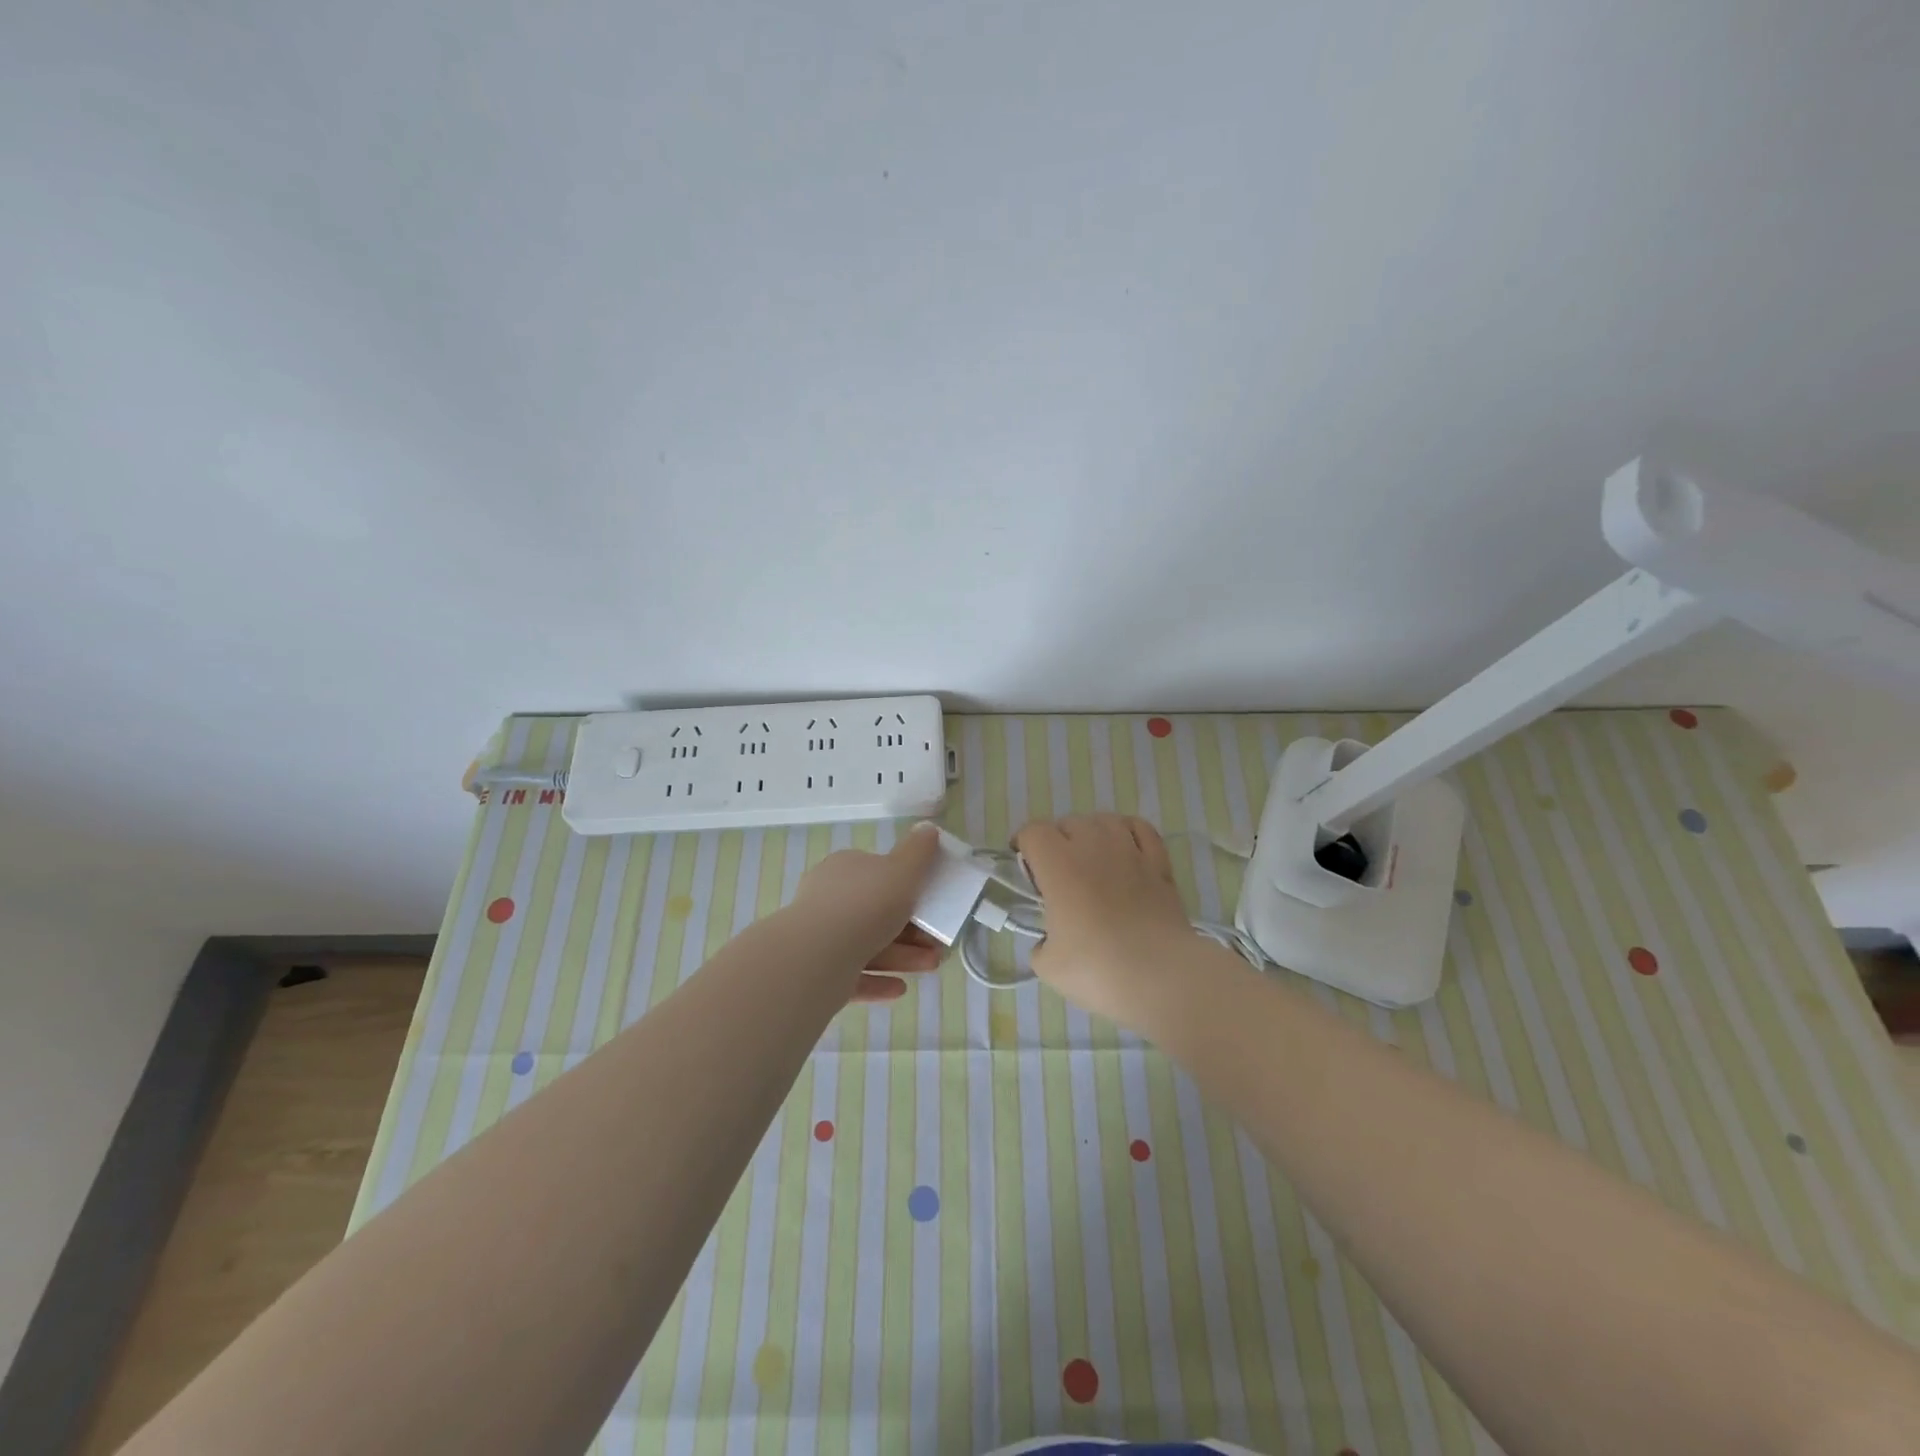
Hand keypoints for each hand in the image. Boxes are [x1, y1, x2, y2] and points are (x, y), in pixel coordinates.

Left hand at [789, 823, 944, 1001]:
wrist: (817, 956)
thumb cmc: (865, 904)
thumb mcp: (902, 870)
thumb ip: (918, 851)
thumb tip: (927, 828)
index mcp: (845, 869)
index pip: (878, 873)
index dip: (908, 888)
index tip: (932, 904)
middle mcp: (829, 899)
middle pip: (877, 913)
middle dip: (912, 930)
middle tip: (937, 942)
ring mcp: (820, 937)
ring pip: (868, 945)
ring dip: (903, 956)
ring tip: (931, 966)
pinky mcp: (817, 972)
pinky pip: (853, 975)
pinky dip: (879, 980)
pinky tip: (900, 988)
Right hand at [1013, 814, 1201, 1029]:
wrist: (1162, 976)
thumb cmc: (1098, 969)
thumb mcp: (1048, 966)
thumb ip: (1041, 945)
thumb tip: (1048, 942)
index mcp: (1058, 865)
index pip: (1033, 833)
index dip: (1023, 844)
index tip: (1023, 865)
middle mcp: (1093, 847)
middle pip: (1068, 823)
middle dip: (1057, 841)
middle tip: (1057, 873)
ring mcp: (1130, 851)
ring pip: (1104, 820)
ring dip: (1091, 833)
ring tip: (1091, 858)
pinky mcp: (1159, 863)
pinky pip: (1140, 829)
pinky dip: (1127, 832)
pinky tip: (1125, 848)